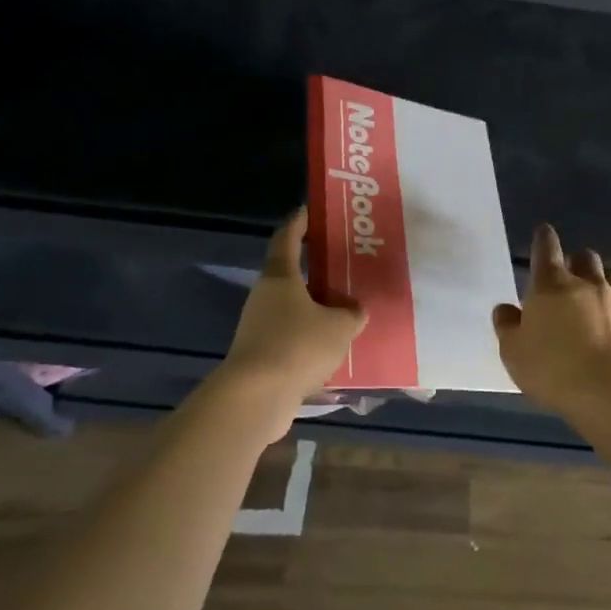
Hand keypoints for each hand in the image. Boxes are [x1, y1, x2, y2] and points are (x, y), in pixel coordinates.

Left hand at [217, 208, 366, 433]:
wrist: (256, 398)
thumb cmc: (297, 346)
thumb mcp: (339, 327)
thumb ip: (351, 314)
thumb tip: (355, 310)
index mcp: (280, 277)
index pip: (287, 238)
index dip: (300, 222)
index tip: (311, 211)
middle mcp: (265, 297)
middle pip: (291, 274)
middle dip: (317, 270)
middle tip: (345, 265)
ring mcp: (258, 327)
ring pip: (293, 308)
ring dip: (316, 308)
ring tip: (347, 309)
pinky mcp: (261, 355)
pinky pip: (292, 337)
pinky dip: (311, 337)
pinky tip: (334, 347)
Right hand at [492, 224, 610, 416]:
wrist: (609, 393)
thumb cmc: (552, 369)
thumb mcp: (513, 352)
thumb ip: (507, 326)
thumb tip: (506, 308)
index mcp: (552, 286)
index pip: (546, 249)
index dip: (544, 238)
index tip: (544, 232)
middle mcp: (589, 285)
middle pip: (586, 258)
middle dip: (577, 261)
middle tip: (570, 275)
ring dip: (606, 281)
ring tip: (600, 296)